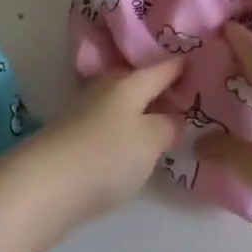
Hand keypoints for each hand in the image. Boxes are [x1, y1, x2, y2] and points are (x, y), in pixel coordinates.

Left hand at [23, 60, 183, 244]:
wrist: (44, 187)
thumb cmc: (106, 156)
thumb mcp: (151, 140)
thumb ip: (169, 125)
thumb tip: (173, 118)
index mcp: (128, 81)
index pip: (164, 67)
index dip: (186, 65)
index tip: (207, 64)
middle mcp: (105, 90)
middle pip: (140, 82)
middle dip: (163, 88)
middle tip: (193, 99)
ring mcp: (86, 114)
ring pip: (124, 105)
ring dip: (144, 111)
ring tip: (169, 124)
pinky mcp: (75, 139)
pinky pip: (111, 126)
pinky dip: (127, 130)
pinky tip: (137, 145)